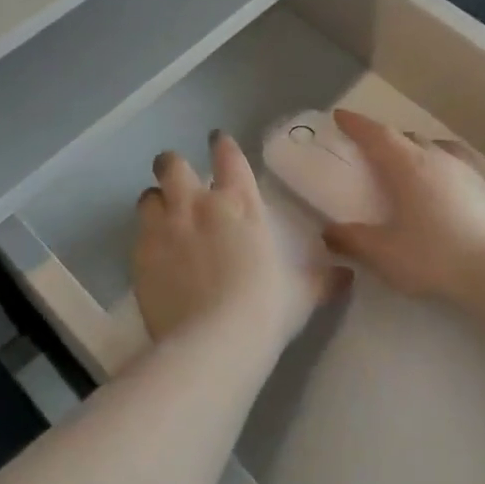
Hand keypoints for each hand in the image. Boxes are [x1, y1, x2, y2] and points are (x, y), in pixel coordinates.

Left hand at [132, 132, 338, 346]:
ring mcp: (165, 227)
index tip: (217, 141)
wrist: (214, 342)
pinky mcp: (140, 255)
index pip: (228, 156)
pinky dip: (144, 236)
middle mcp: (198, 205)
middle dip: (174, 165)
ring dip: (155, 200)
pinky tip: (153, 252)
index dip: (221, 144)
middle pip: (174, 165)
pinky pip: (137, 233)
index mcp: (240, 204)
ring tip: (161, 213)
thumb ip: (322, 280)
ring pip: (149, 195)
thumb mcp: (301, 294)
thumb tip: (347, 275)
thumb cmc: (265, 310)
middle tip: (178, 176)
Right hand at [320, 109, 484, 303]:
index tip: (340, 116)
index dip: (356, 124)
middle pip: (407, 137)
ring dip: (420, 151)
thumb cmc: (434, 257)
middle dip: (387, 140)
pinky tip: (450, 190)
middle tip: (373, 154)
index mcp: (408, 166)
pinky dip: (448, 171)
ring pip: (438, 148)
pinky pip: (462, 169)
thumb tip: (329, 232)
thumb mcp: (383, 254)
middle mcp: (438, 158)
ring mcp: (468, 171)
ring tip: (413, 166)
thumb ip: (352, 240)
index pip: (376, 134)